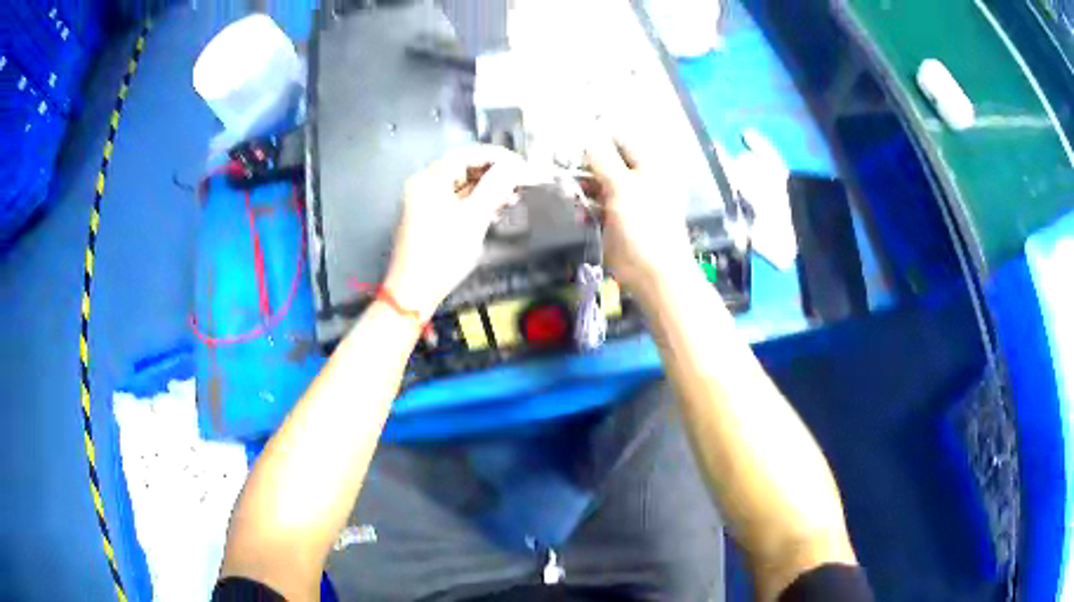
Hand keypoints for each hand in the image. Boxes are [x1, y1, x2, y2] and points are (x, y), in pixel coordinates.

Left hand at [383, 145, 526, 319]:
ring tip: (509, 200)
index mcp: (430, 179)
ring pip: (461, 185)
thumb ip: (496, 186)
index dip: (499, 157)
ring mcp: (422, 202)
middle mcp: (423, 185)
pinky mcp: (426, 219)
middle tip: (519, 185)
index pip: (469, 153)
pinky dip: (474, 203)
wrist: (413, 292)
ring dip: (486, 190)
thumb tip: (515, 166)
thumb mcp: (474, 217)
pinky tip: (491, 213)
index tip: (522, 166)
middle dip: (494, 175)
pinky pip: (454, 201)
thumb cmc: (440, 255)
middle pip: (464, 168)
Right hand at [582, 137, 693, 296]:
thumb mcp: (624, 187)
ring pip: (598, 186)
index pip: (622, 142)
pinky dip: (585, 208)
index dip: (599, 138)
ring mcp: (625, 203)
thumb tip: (588, 140)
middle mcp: (637, 182)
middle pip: (607, 164)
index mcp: (648, 168)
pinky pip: (596, 208)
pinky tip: (578, 212)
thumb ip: (604, 161)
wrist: (652, 273)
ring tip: (566, 189)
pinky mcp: (614, 222)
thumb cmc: (644, 225)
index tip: (573, 140)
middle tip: (561, 165)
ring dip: (582, 187)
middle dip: (584, 165)